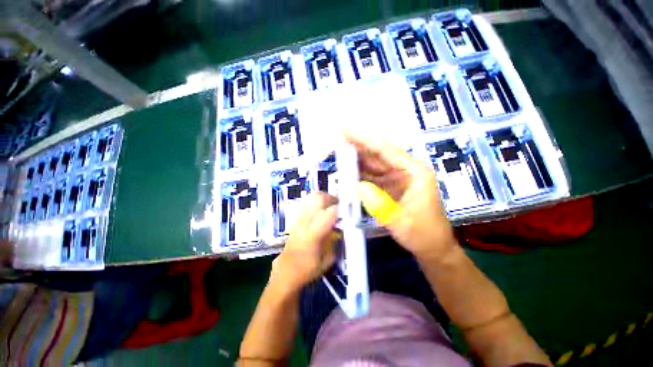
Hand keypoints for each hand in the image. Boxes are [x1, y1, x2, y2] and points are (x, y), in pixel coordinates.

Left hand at [270, 192, 338, 290]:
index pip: (330, 212)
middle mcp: (304, 222)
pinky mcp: (294, 220)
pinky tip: (319, 211)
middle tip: (339, 204)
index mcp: (313, 234)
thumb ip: (336, 239)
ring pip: (311, 198)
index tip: (348, 210)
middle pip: (319, 198)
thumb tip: (342, 226)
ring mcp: (297, 219)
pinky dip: (315, 203)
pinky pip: (306, 204)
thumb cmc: (308, 269)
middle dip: (332, 198)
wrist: (286, 273)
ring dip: (323, 199)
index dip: (341, 209)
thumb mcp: (329, 258)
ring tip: (330, 206)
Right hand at [345, 131, 456, 262]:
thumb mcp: (401, 222)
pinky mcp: (390, 186)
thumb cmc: (423, 234)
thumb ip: (379, 204)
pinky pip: (372, 176)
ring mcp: (397, 178)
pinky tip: (347, 169)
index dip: (364, 139)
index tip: (346, 130)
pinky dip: (359, 173)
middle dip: (358, 145)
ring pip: (373, 164)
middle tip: (337, 137)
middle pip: (378, 153)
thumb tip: (357, 185)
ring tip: (338, 150)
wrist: (433, 248)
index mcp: (414, 172)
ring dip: (356, 158)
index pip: (386, 150)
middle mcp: (405, 170)